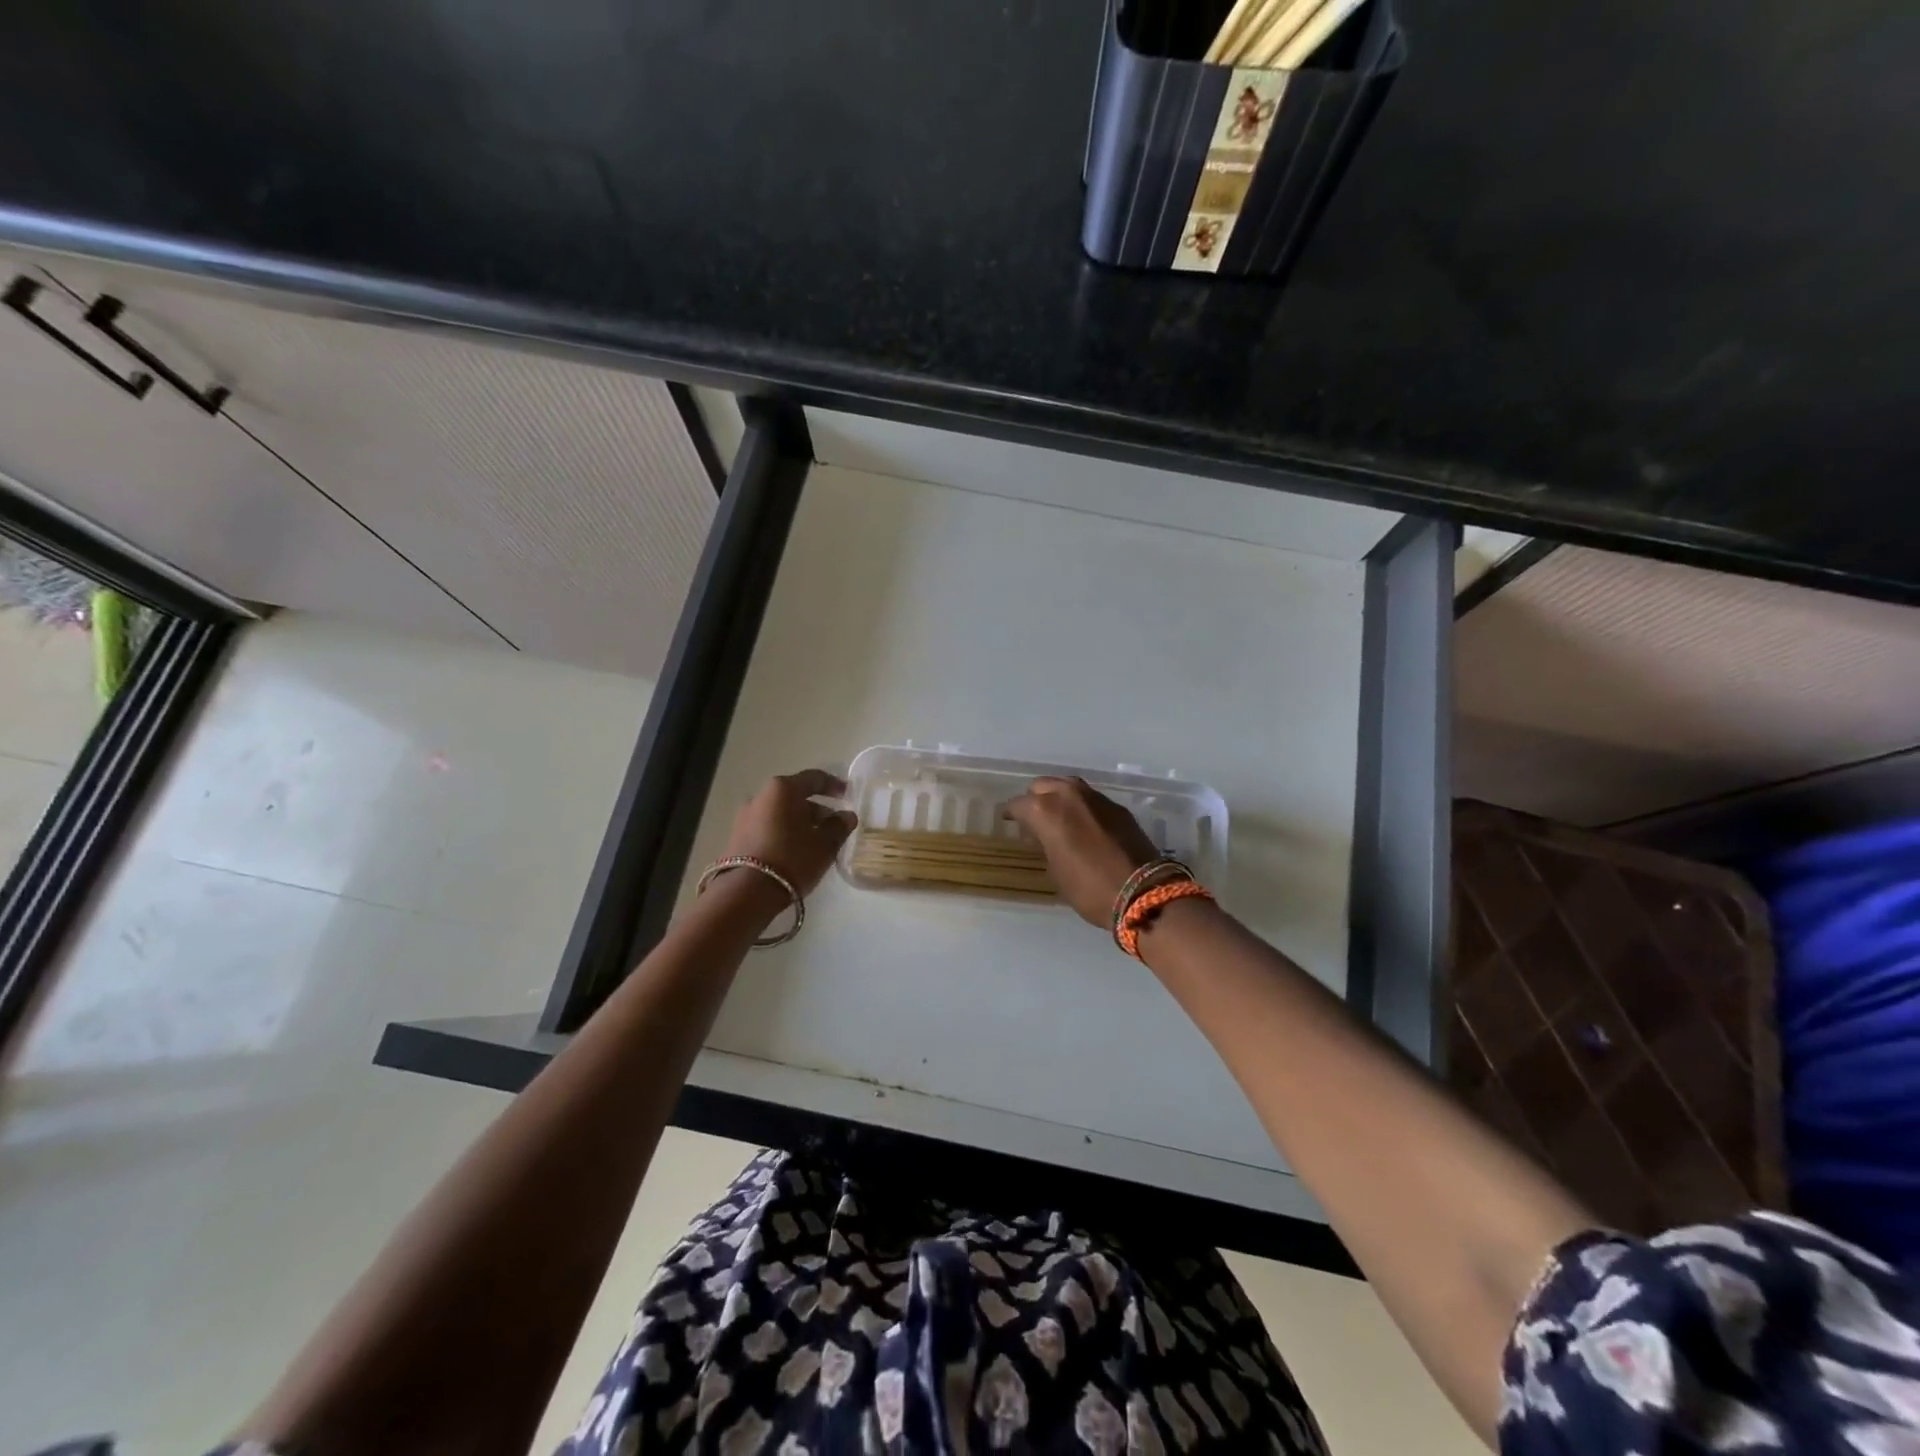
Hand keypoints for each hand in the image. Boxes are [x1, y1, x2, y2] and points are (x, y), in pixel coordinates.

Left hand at [723, 770, 858, 896]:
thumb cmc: (792, 859)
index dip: (834, 785)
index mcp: (783, 789)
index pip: (814, 778)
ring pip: (782, 813)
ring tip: (818, 843)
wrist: (746, 893)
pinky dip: (785, 832)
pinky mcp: (738, 836)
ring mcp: (745, 816)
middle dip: (818, 810)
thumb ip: (839, 826)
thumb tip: (847, 816)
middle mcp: (761, 796)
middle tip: (835, 826)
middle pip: (796, 796)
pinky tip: (797, 851)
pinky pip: (769, 827)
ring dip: (801, 823)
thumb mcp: (825, 844)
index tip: (848, 795)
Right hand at [1003, 776, 1159, 927]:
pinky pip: (1090, 798)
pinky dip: (1081, 806)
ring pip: (1067, 786)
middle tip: (1033, 818)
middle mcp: (1068, 795)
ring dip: (1058, 797)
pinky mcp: (1117, 807)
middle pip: (1043, 786)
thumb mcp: (1055, 871)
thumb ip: (1045, 845)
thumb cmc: (1088, 888)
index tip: (1008, 822)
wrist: (1141, 891)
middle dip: (1035, 799)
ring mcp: (1095, 797)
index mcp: (1045, 811)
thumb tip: (1045, 837)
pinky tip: (1083, 823)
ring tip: (1057, 816)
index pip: (1018, 805)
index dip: (1011, 814)